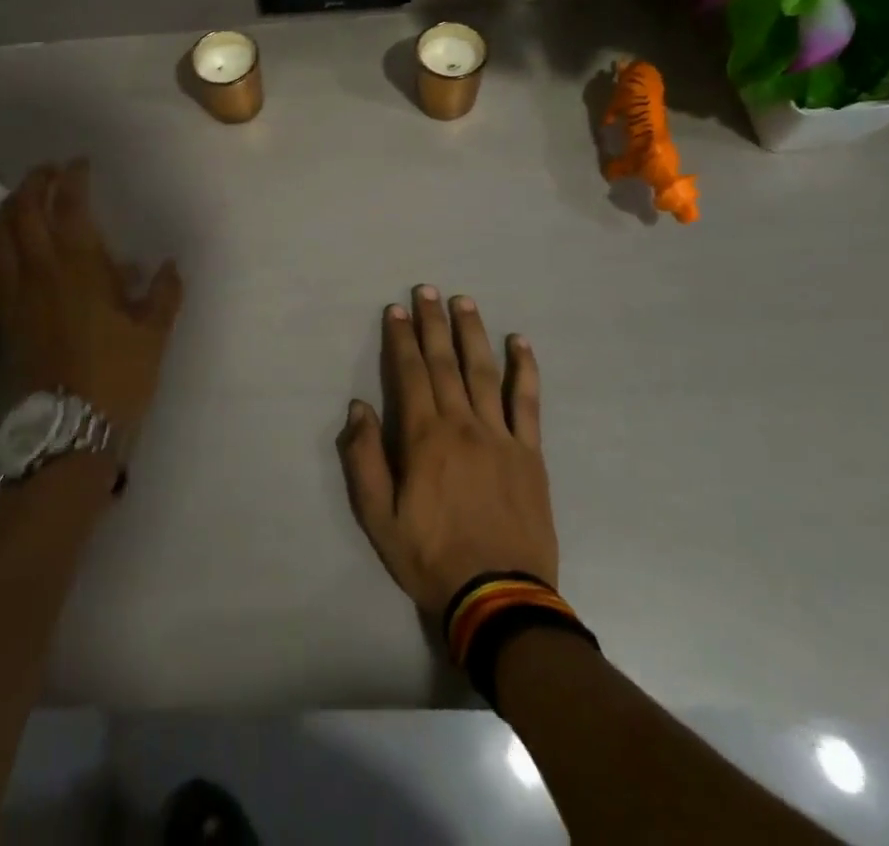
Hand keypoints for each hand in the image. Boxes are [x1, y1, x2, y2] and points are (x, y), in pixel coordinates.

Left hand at [0, 161, 183, 432]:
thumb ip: (164, 293)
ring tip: (21, 195)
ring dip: (9, 207)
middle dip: (35, 183)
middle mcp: (42, 270)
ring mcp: (17, 292)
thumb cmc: (118, 373)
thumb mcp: (153, 331)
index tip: (79, 164)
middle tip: (48, 171)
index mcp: (81, 266)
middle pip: (25, 211)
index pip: (70, 206)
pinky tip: (3, 240)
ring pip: (1, 235)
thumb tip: (170, 266)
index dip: (72, 178)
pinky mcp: (5, 315)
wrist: (71, 425)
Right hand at [338, 287, 556, 617]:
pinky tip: (520, 343)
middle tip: (427, 290)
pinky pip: (527, 402)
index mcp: (424, 437)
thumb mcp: (378, 517)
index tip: (396, 310)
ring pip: (483, 371)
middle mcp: (462, 424)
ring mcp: (500, 436)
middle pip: (444, 362)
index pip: (409, 374)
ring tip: (464, 302)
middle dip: (433, 323)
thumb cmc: (430, 557)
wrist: (499, 598)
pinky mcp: (529, 453)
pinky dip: (524, 369)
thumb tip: (358, 408)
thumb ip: (365, 459)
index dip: (401, 339)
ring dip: (472, 333)